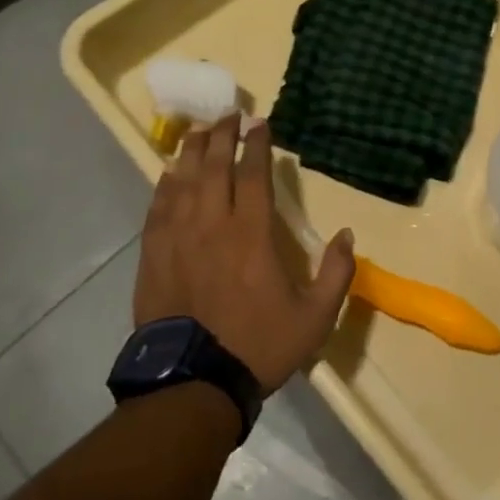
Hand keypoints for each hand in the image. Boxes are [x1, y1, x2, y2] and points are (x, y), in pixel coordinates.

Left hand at [133, 114, 356, 392]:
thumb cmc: (258, 346)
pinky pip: (157, 208)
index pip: (253, 175)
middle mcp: (212, 226)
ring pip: (182, 181)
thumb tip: (346, 235)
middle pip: (214, 167)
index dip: (257, 145)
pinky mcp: (153, 256)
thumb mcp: (315, 317)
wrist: (194, 384)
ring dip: (191, 152)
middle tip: (228, 115)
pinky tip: (169, 173)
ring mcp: (178, 239)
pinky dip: (164, 185)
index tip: (259, 123)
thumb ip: (336, 273)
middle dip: (222, 136)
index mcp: (251, 235)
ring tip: (198, 132)